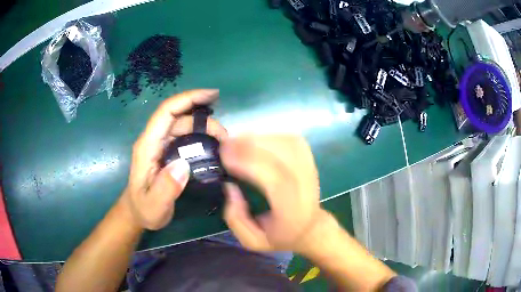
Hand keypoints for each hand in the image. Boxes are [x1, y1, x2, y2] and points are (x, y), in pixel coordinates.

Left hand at [123, 89, 227, 229]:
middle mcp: (154, 140)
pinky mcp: (168, 151)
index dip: (188, 99)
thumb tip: (183, 165)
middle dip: (204, 119)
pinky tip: (214, 145)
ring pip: (184, 125)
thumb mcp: (153, 206)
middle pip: (179, 117)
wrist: (137, 213)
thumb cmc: (144, 209)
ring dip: (205, 128)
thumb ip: (165, 188)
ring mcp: (161, 145)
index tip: (212, 95)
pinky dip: (201, 135)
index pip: (166, 112)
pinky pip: (186, 136)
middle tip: (226, 136)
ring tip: (223, 142)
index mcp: (147, 146)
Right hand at [220, 135, 322, 252]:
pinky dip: (270, 136)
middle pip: (282, 156)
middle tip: (225, 145)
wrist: (310, 228)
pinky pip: (290, 140)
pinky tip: (255, 141)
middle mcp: (305, 186)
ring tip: (237, 142)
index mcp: (292, 210)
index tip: (225, 157)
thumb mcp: (252, 241)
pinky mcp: (309, 159)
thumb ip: (236, 218)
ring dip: (259, 138)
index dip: (250, 163)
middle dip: (250, 146)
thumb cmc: (280, 236)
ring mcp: (310, 169)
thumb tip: (229, 186)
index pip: (276, 180)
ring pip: (287, 143)